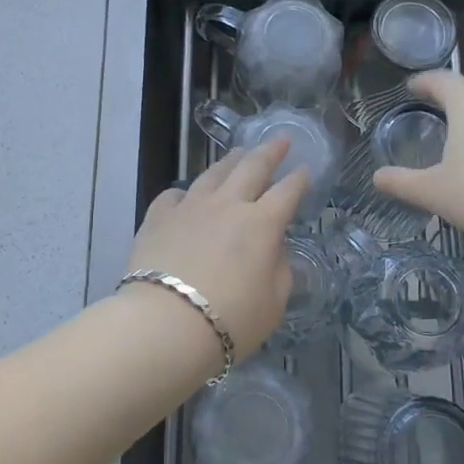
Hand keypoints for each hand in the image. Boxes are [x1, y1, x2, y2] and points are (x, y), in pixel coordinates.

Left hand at [124, 140, 309, 356]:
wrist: (165, 323)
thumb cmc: (230, 319)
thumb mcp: (273, 303)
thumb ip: (279, 270)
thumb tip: (273, 249)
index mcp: (261, 224)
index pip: (287, 193)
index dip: (299, 180)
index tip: (305, 169)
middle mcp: (227, 205)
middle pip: (252, 168)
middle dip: (269, 152)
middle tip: (280, 139)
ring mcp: (190, 207)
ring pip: (213, 174)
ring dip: (229, 161)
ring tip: (237, 153)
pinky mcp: (158, 218)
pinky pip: (174, 195)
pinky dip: (185, 193)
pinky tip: (185, 195)